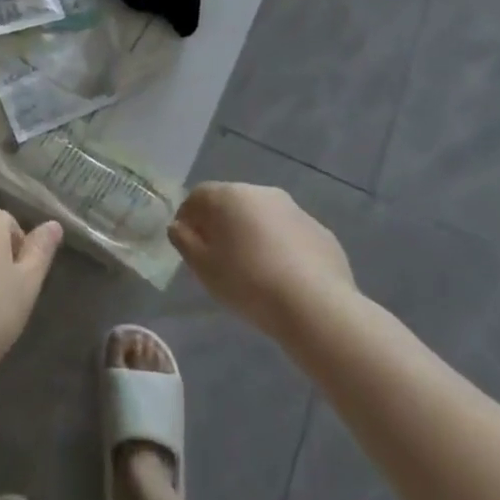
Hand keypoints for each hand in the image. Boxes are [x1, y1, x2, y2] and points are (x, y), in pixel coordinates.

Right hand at [170, 183, 355, 337]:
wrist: (316, 307)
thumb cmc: (248, 283)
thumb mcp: (203, 268)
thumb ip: (184, 242)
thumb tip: (178, 227)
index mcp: (230, 196)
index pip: (198, 195)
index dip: (188, 217)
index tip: (188, 244)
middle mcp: (262, 193)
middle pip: (232, 203)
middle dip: (222, 224)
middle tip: (218, 257)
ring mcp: (296, 210)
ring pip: (263, 218)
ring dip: (253, 234)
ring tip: (253, 270)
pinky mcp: (321, 232)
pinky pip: (290, 235)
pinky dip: (282, 248)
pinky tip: (284, 277)